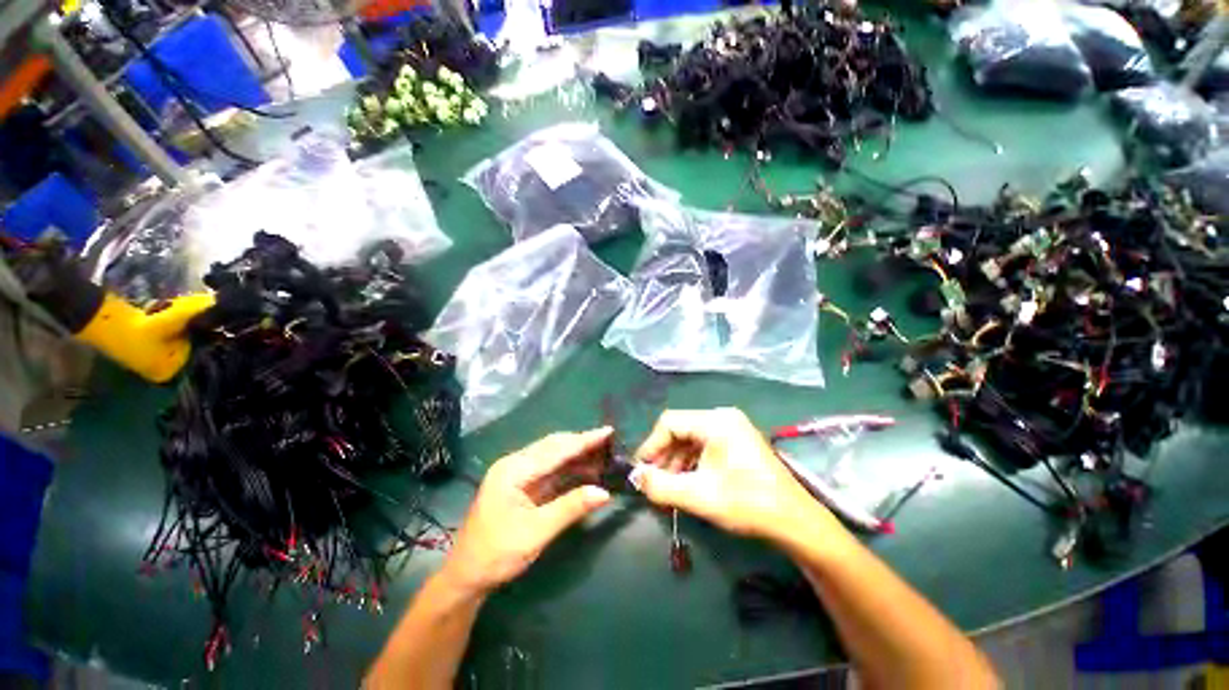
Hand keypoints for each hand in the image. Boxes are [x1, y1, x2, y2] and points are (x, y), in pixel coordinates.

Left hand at [440, 428, 613, 596]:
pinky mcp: (522, 485)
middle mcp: (515, 464)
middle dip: (582, 444)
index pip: (556, 450)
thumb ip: (570, 508)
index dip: (584, 440)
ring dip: (577, 455)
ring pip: (553, 456)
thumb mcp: (536, 533)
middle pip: (554, 446)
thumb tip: (604, 492)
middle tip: (610, 443)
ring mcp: (517, 474)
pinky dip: (569, 469)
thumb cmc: (497, 554)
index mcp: (514, 470)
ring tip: (603, 455)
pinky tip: (586, 470)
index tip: (608, 431)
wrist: (466, 576)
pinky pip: (550, 470)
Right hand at [631, 408, 841, 542]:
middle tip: (653, 483)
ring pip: (691, 439)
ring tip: (668, 488)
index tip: (641, 471)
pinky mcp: (737, 443)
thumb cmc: (747, 504)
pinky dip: (691, 464)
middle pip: (680, 430)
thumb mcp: (698, 496)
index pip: (669, 423)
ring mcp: (732, 429)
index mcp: (716, 421)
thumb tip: (635, 477)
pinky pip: (704, 447)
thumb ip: (660, 485)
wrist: (795, 522)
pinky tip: (687, 484)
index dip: (651, 446)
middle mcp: (723, 418)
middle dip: (664, 457)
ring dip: (676, 462)